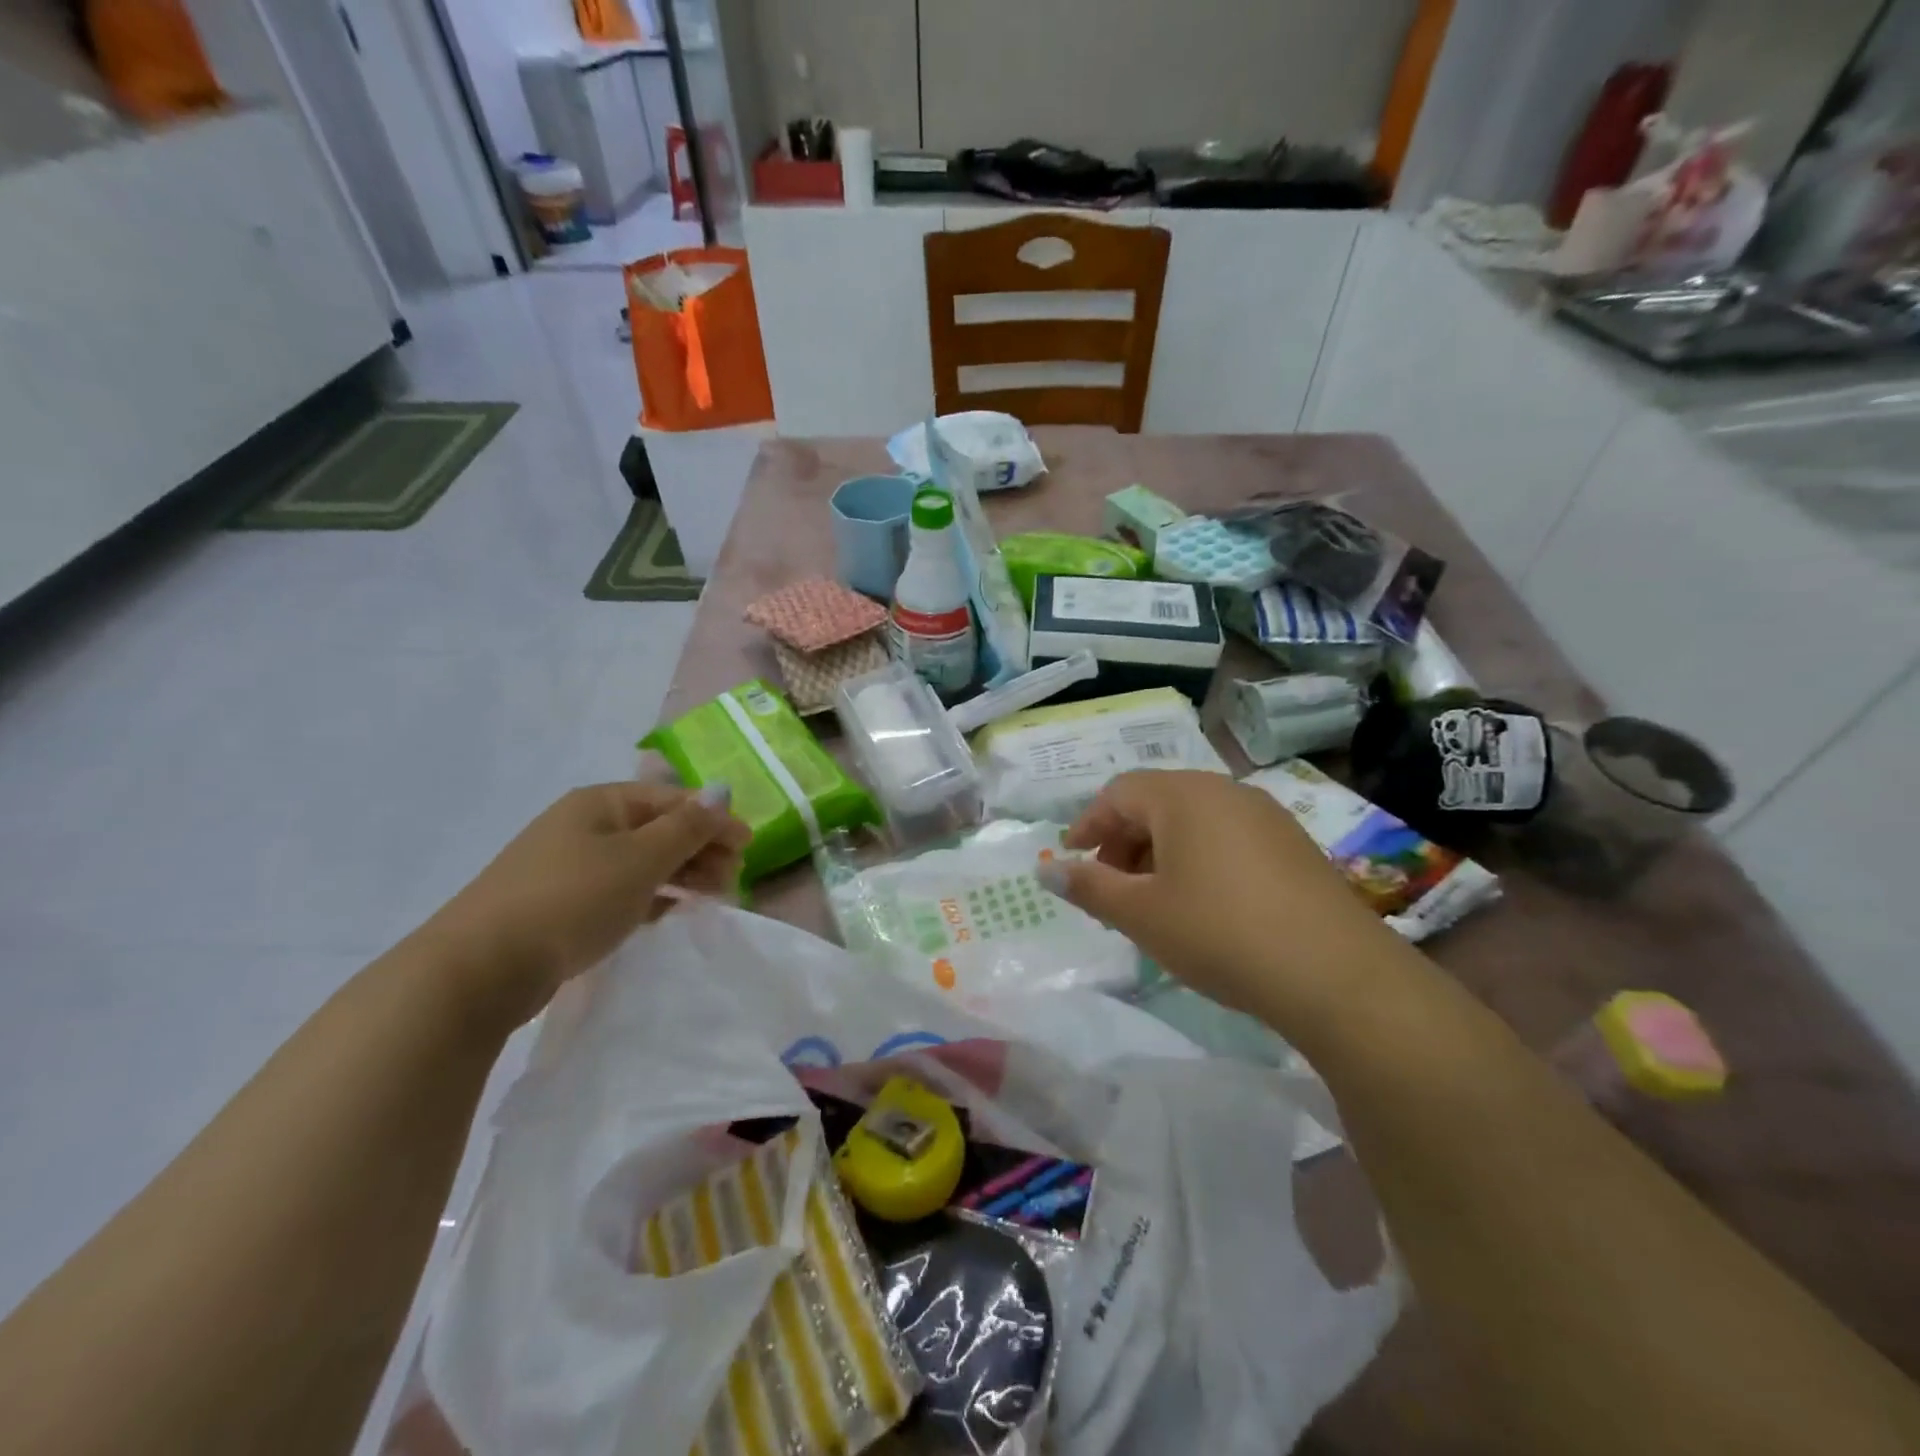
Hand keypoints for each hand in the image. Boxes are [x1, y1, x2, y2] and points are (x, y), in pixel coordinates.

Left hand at [423, 781, 749, 1021]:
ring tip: (711, 897)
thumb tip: (720, 796)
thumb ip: (687, 828)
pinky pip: (620, 889)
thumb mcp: (640, 859)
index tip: (749, 847)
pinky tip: (668, 912)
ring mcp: (568, 866)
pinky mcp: (559, 904)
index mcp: (601, 803)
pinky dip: (650, 896)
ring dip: (680, 873)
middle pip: (658, 828)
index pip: (673, 800)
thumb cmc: (572, 900)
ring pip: (640, 861)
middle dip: (700, 849)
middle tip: (733, 879)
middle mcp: (584, 826)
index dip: (714, 819)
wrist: (480, 968)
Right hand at [1036, 771, 1408, 1026]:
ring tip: (1152, 901)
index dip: (1088, 824)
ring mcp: (1265, 815)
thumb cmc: (1219, 932)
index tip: (1072, 860)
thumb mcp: (1141, 913)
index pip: (1118, 792)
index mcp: (1183, 795)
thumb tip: (1047, 869)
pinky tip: (1202, 905)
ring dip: (1160, 852)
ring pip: (1193, 821)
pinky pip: (1227, 837)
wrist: (1335, 974)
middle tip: (1109, 887)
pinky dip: (1198, 859)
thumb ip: (1089, 886)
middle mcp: (1225, 790)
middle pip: (1156, 802)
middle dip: (1123, 841)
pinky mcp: (1293, 844)